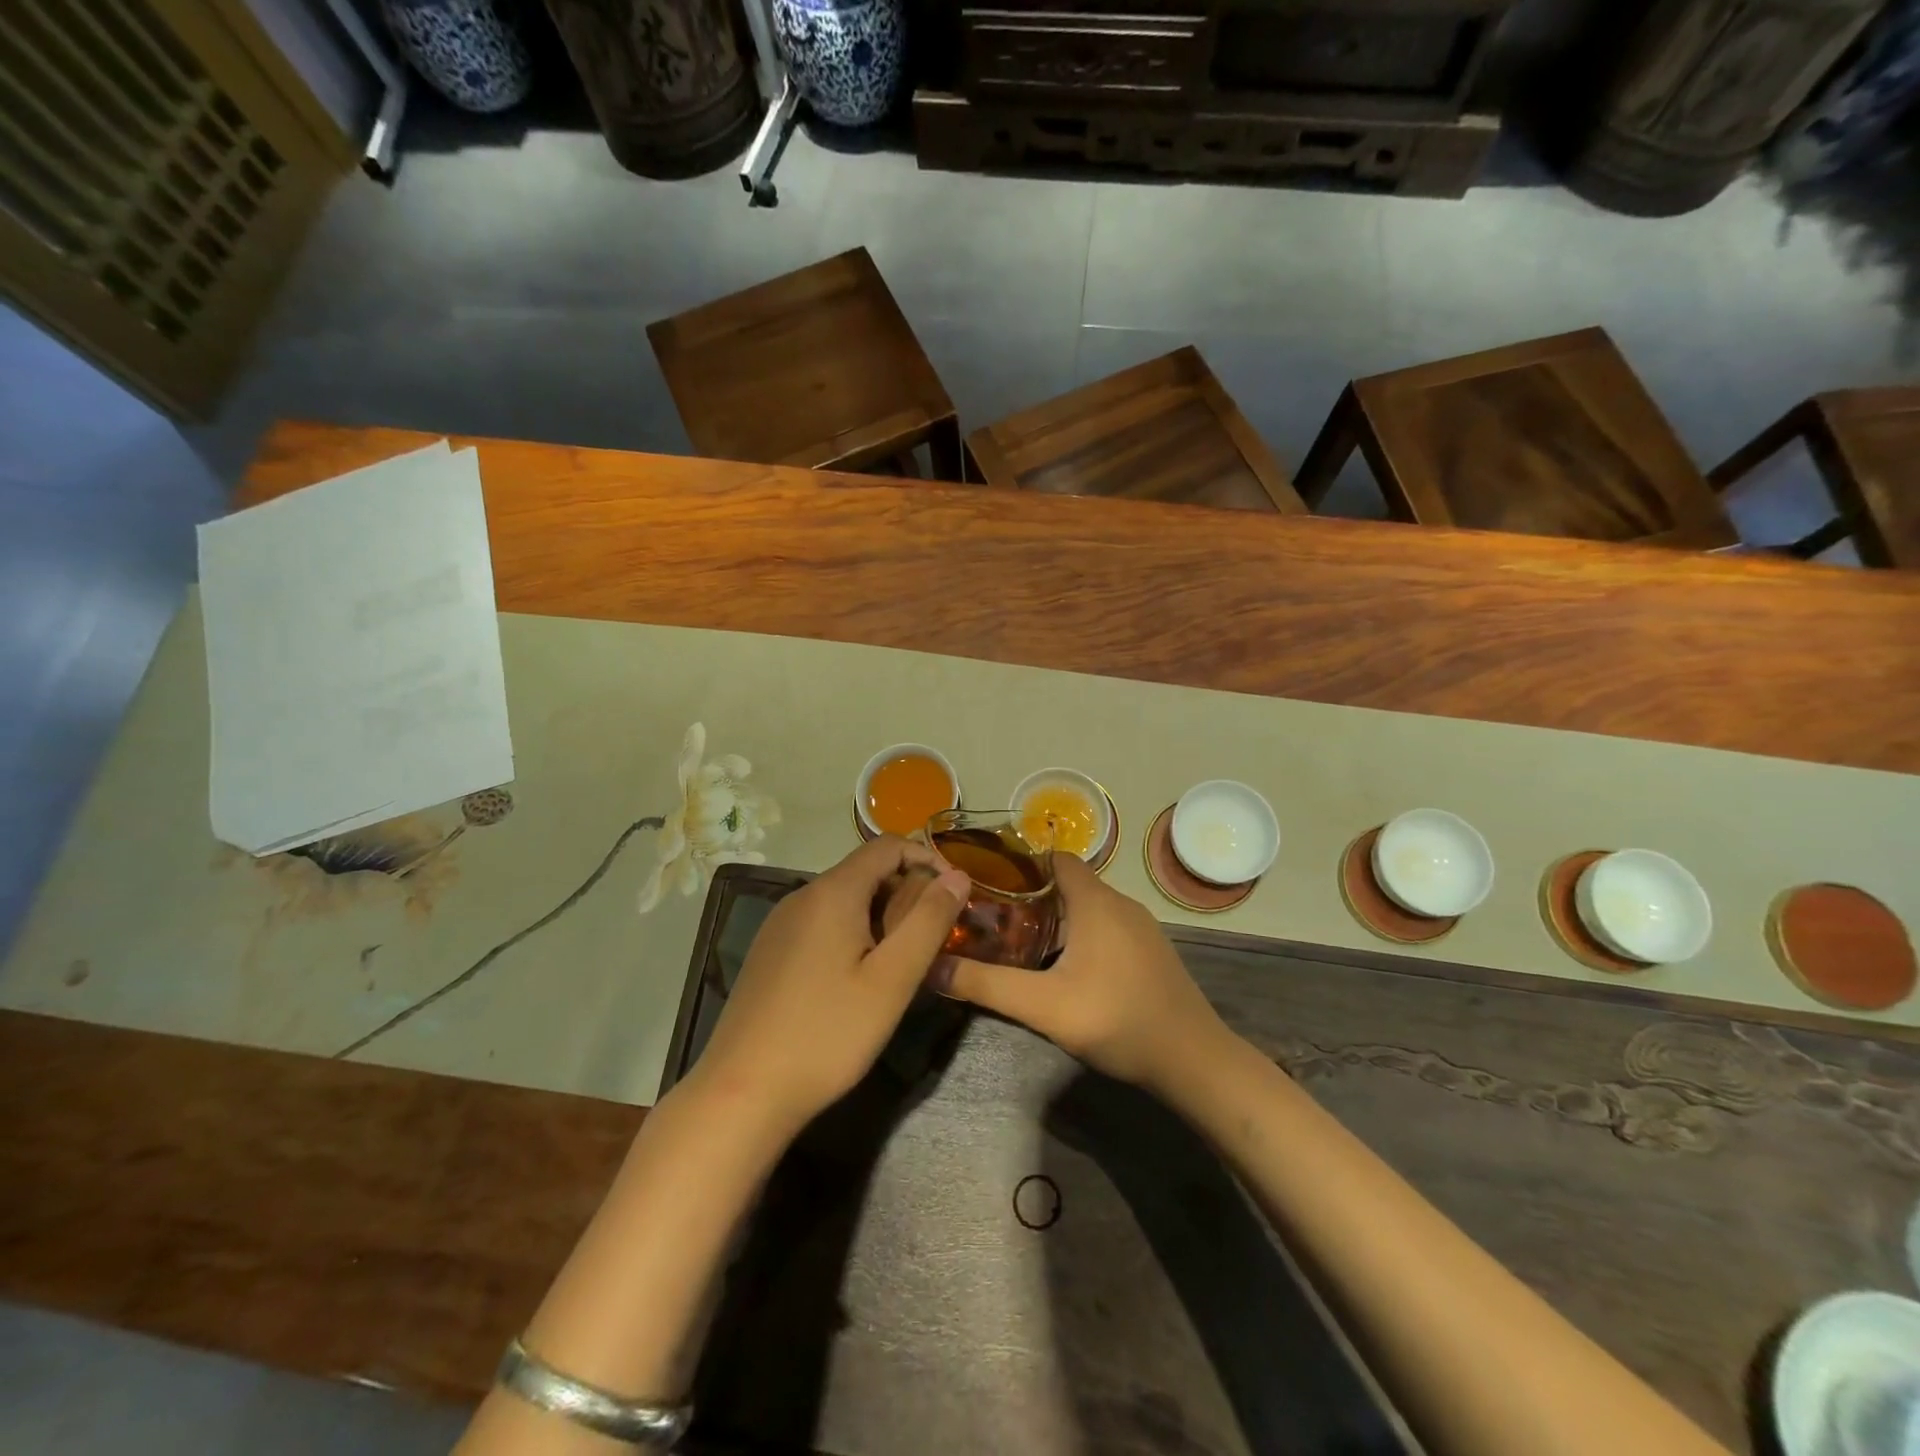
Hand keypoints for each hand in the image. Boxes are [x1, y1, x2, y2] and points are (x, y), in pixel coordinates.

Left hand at [689, 836, 970, 1140]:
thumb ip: (929, 921)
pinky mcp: (769, 952)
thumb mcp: (892, 980)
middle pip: (865, 871)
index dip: (927, 859)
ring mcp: (780, 924)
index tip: (954, 895)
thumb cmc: (828, 1033)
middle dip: (907, 891)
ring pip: (843, 899)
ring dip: (881, 914)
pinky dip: (852, 932)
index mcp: (832, 892)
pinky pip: (822, 923)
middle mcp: (802, 896)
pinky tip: (859, 977)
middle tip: (934, 937)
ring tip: (903, 960)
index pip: (887, 845)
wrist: (742, 1092)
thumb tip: (957, 876)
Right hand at [930, 852, 1227, 1092]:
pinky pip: (1106, 928)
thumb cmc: (1117, 1019)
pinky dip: (1080, 935)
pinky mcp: (1150, 951)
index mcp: (1095, 901)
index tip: (987, 882)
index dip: (1020, 864)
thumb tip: (931, 968)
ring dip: (1055, 919)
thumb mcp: (1043, 1006)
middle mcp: (1120, 903)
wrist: (1193, 1060)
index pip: (1054, 858)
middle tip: (992, 918)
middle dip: (1029, 896)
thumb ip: (986, 986)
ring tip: (1019, 943)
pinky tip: (1064, 969)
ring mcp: (1141, 927)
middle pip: (1067, 883)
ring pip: (1087, 907)